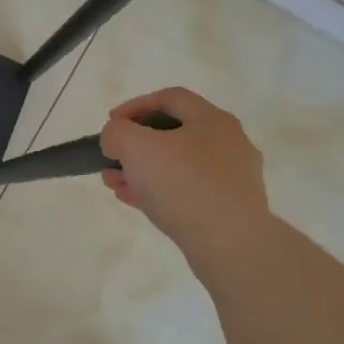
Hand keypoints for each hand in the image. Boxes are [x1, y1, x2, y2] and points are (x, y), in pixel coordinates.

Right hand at [99, 87, 277, 262]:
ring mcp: (232, 178)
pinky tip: (134, 201)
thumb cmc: (183, 184)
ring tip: (114, 182)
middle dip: (135, 144)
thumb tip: (117, 138)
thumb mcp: (136, 147)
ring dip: (142, 170)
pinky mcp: (230, 209)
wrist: (231, 245)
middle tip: (112, 157)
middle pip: (173, 133)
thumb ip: (117, 132)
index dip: (135, 105)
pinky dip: (159, 191)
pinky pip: (188, 191)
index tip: (111, 122)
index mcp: (212, 119)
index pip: (170, 97)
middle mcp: (228, 143)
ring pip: (178, 165)